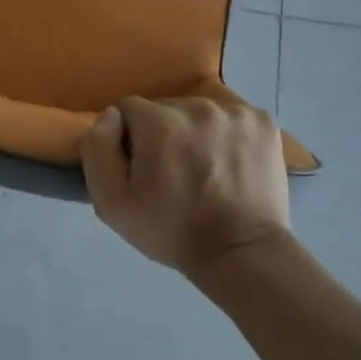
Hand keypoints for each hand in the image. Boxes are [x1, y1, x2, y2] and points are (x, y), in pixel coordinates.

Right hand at [82, 95, 290, 279]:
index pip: (128, 110)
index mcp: (158, 121)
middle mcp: (196, 105)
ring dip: (195, 132)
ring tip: (205, 169)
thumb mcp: (110, 202)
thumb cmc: (170, 230)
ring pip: (199, 111)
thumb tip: (110, 116)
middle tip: (173, 172)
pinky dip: (227, 134)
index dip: (130, 140)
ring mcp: (235, 112)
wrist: (241, 253)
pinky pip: (232, 116)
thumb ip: (97, 149)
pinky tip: (230, 163)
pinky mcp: (263, 122)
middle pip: (165, 108)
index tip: (142, 169)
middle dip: (163, 133)